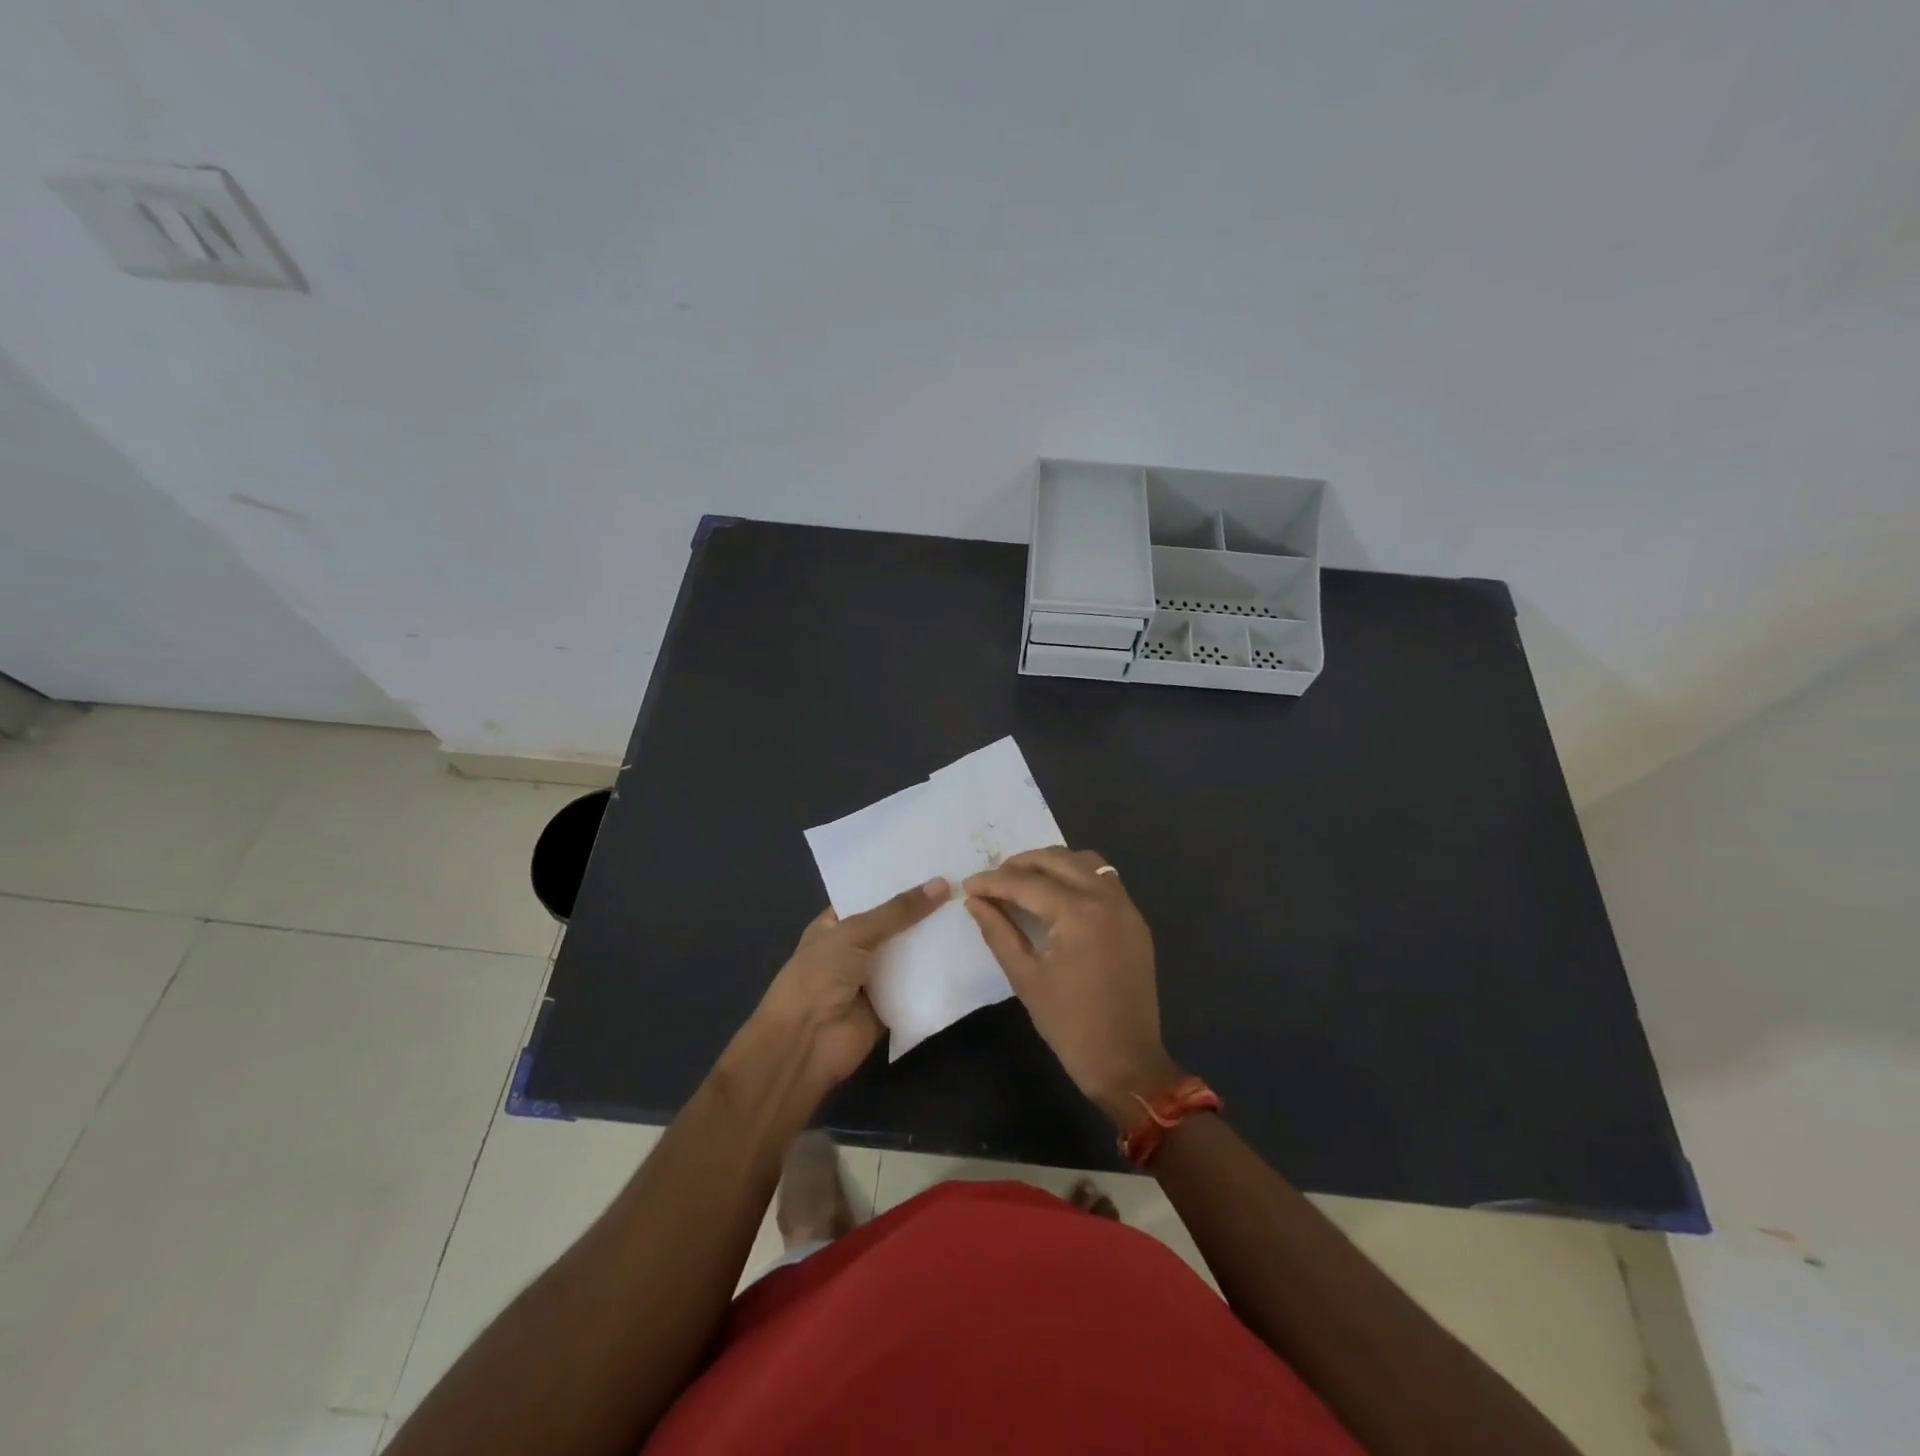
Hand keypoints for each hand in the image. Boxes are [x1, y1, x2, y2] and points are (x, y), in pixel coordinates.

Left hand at [750, 877, 948, 1089]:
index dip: (899, 881)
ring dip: (935, 939)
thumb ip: (898, 912)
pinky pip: (919, 984)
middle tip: (964, 884)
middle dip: (924, 909)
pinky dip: (938, 973)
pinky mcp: (891, 1004)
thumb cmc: (818, 977)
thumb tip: (942, 884)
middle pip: (895, 924)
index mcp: (836, 924)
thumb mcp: (854, 933)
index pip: (871, 895)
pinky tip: (969, 951)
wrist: (806, 1043)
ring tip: (973, 910)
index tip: (935, 863)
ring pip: (910, 953)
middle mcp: (855, 947)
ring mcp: (874, 977)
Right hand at [964, 848, 1179, 1126]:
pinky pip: (1104, 880)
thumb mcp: (1025, 977)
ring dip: (1052, 864)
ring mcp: (1126, 907)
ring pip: (1085, 862)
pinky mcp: (1135, 920)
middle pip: (1058, 859)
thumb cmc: (1070, 1025)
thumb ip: (998, 931)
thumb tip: (974, 900)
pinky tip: (1057, 895)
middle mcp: (1106, 899)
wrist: (1126, 1062)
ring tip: (1023, 881)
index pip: (1027, 883)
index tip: (968, 885)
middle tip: (993, 879)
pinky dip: (1077, 876)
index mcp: (1079, 914)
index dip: (993, 881)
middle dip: (1021, 864)